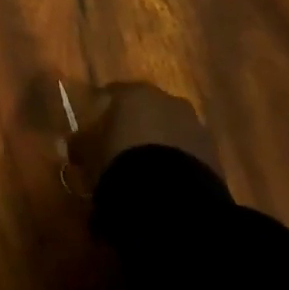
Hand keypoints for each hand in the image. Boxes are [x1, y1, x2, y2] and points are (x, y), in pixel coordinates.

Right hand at [68, 82, 218, 190]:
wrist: (172, 197)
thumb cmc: (121, 161)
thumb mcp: (88, 153)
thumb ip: (79, 143)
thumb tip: (74, 143)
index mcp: (134, 92)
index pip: (111, 93)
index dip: (100, 112)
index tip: (91, 131)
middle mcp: (167, 100)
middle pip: (145, 109)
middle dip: (134, 125)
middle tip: (120, 148)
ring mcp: (194, 125)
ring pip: (169, 129)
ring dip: (158, 143)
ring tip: (145, 170)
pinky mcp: (214, 153)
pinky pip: (187, 152)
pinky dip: (176, 161)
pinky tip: (165, 181)